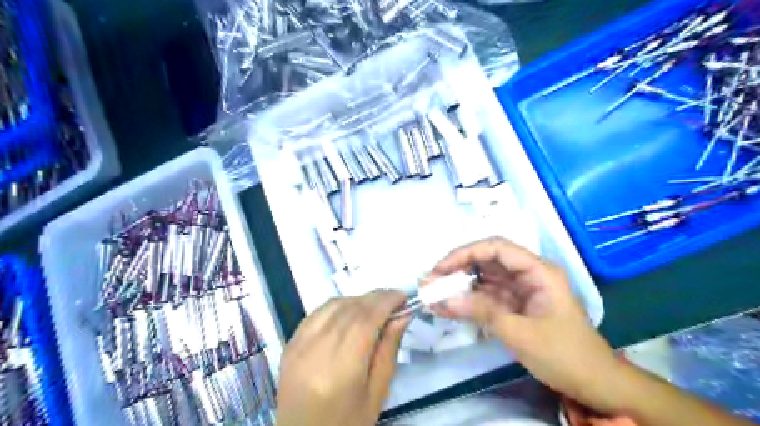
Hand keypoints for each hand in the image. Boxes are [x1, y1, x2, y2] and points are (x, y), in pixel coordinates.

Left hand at [278, 290, 409, 425]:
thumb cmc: (347, 423)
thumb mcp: (377, 393)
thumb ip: (389, 350)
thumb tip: (402, 315)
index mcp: (340, 371)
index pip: (365, 320)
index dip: (386, 302)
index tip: (403, 296)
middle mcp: (315, 352)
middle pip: (350, 309)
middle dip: (375, 298)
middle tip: (394, 298)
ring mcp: (298, 346)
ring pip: (333, 305)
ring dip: (357, 299)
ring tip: (375, 306)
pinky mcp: (290, 344)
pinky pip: (317, 313)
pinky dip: (338, 306)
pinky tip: (350, 312)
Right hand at [430, 237, 619, 409]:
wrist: (594, 385)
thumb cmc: (565, 355)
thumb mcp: (521, 334)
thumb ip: (481, 312)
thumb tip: (441, 300)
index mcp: (538, 271)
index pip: (496, 248)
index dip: (465, 253)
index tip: (440, 268)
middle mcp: (528, 274)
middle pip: (487, 260)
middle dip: (457, 268)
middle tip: (431, 281)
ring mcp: (520, 289)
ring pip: (484, 278)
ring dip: (459, 284)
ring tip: (433, 292)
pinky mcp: (514, 305)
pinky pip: (486, 296)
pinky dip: (467, 300)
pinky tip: (448, 305)